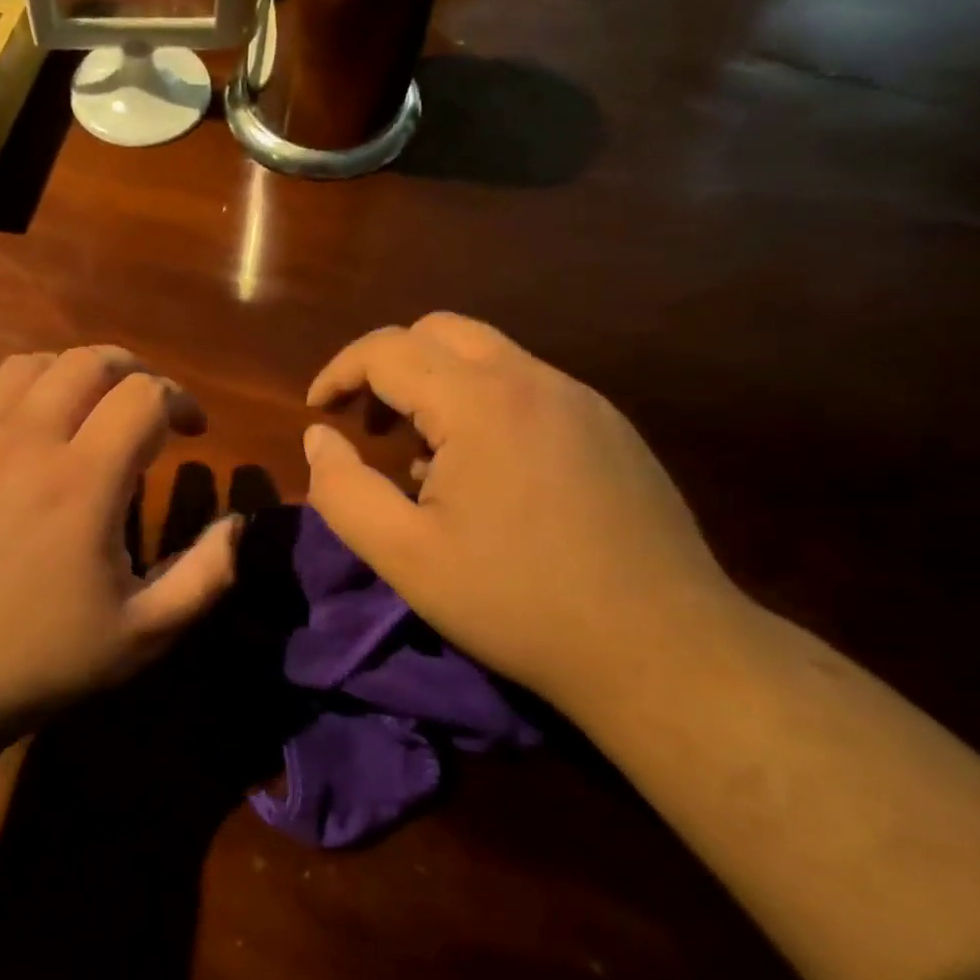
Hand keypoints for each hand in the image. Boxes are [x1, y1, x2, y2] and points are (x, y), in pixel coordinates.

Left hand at [0, 346, 241, 736]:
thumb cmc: (39, 658)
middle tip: (149, 408)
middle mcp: (27, 440)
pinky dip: (19, 389)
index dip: (182, 401)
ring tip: (91, 408)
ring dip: (76, 374)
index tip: (193, 430)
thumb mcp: (143, 633)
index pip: (145, 396)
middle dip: (135, 372)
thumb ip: (206, 575)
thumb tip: (236, 522)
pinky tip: (28, 424)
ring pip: (33, 363)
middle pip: (90, 362)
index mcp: (83, 480)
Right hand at [302, 313, 742, 702]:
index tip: (317, 412)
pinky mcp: (611, 429)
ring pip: (489, 356)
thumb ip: (342, 489)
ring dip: (437, 384)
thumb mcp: (404, 556)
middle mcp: (535, 380)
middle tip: (367, 424)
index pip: (388, 348)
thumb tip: (319, 438)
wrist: (662, 648)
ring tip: (420, 455)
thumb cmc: (517, 602)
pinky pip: (529, 388)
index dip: (339, 371)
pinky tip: (485, 474)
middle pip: (441, 331)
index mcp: (480, 402)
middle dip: (388, 365)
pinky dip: (483, 405)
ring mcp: (583, 401)